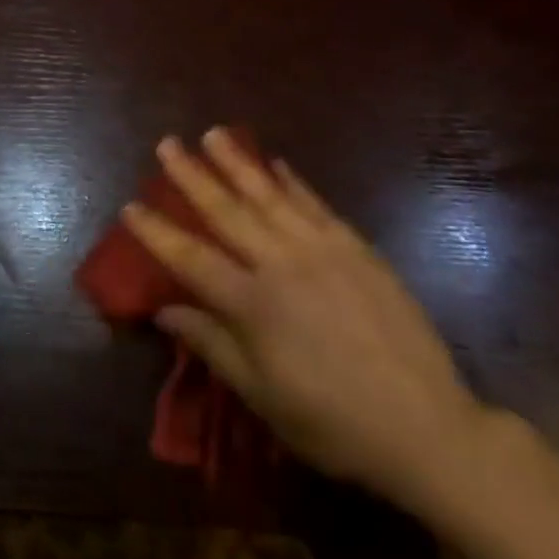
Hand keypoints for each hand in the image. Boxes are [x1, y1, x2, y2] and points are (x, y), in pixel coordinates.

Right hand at [124, 129, 491, 514]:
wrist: (426, 425)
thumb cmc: (333, 422)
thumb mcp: (263, 396)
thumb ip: (212, 345)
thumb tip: (165, 310)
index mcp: (253, 304)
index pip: (191, 257)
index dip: (157, 231)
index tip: (131, 204)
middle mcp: (281, 263)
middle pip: (226, 211)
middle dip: (191, 176)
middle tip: (166, 144)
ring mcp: (322, 249)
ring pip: (269, 195)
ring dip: (237, 162)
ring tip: (213, 133)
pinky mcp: (356, 247)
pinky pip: (316, 204)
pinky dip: (293, 182)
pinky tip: (277, 163)